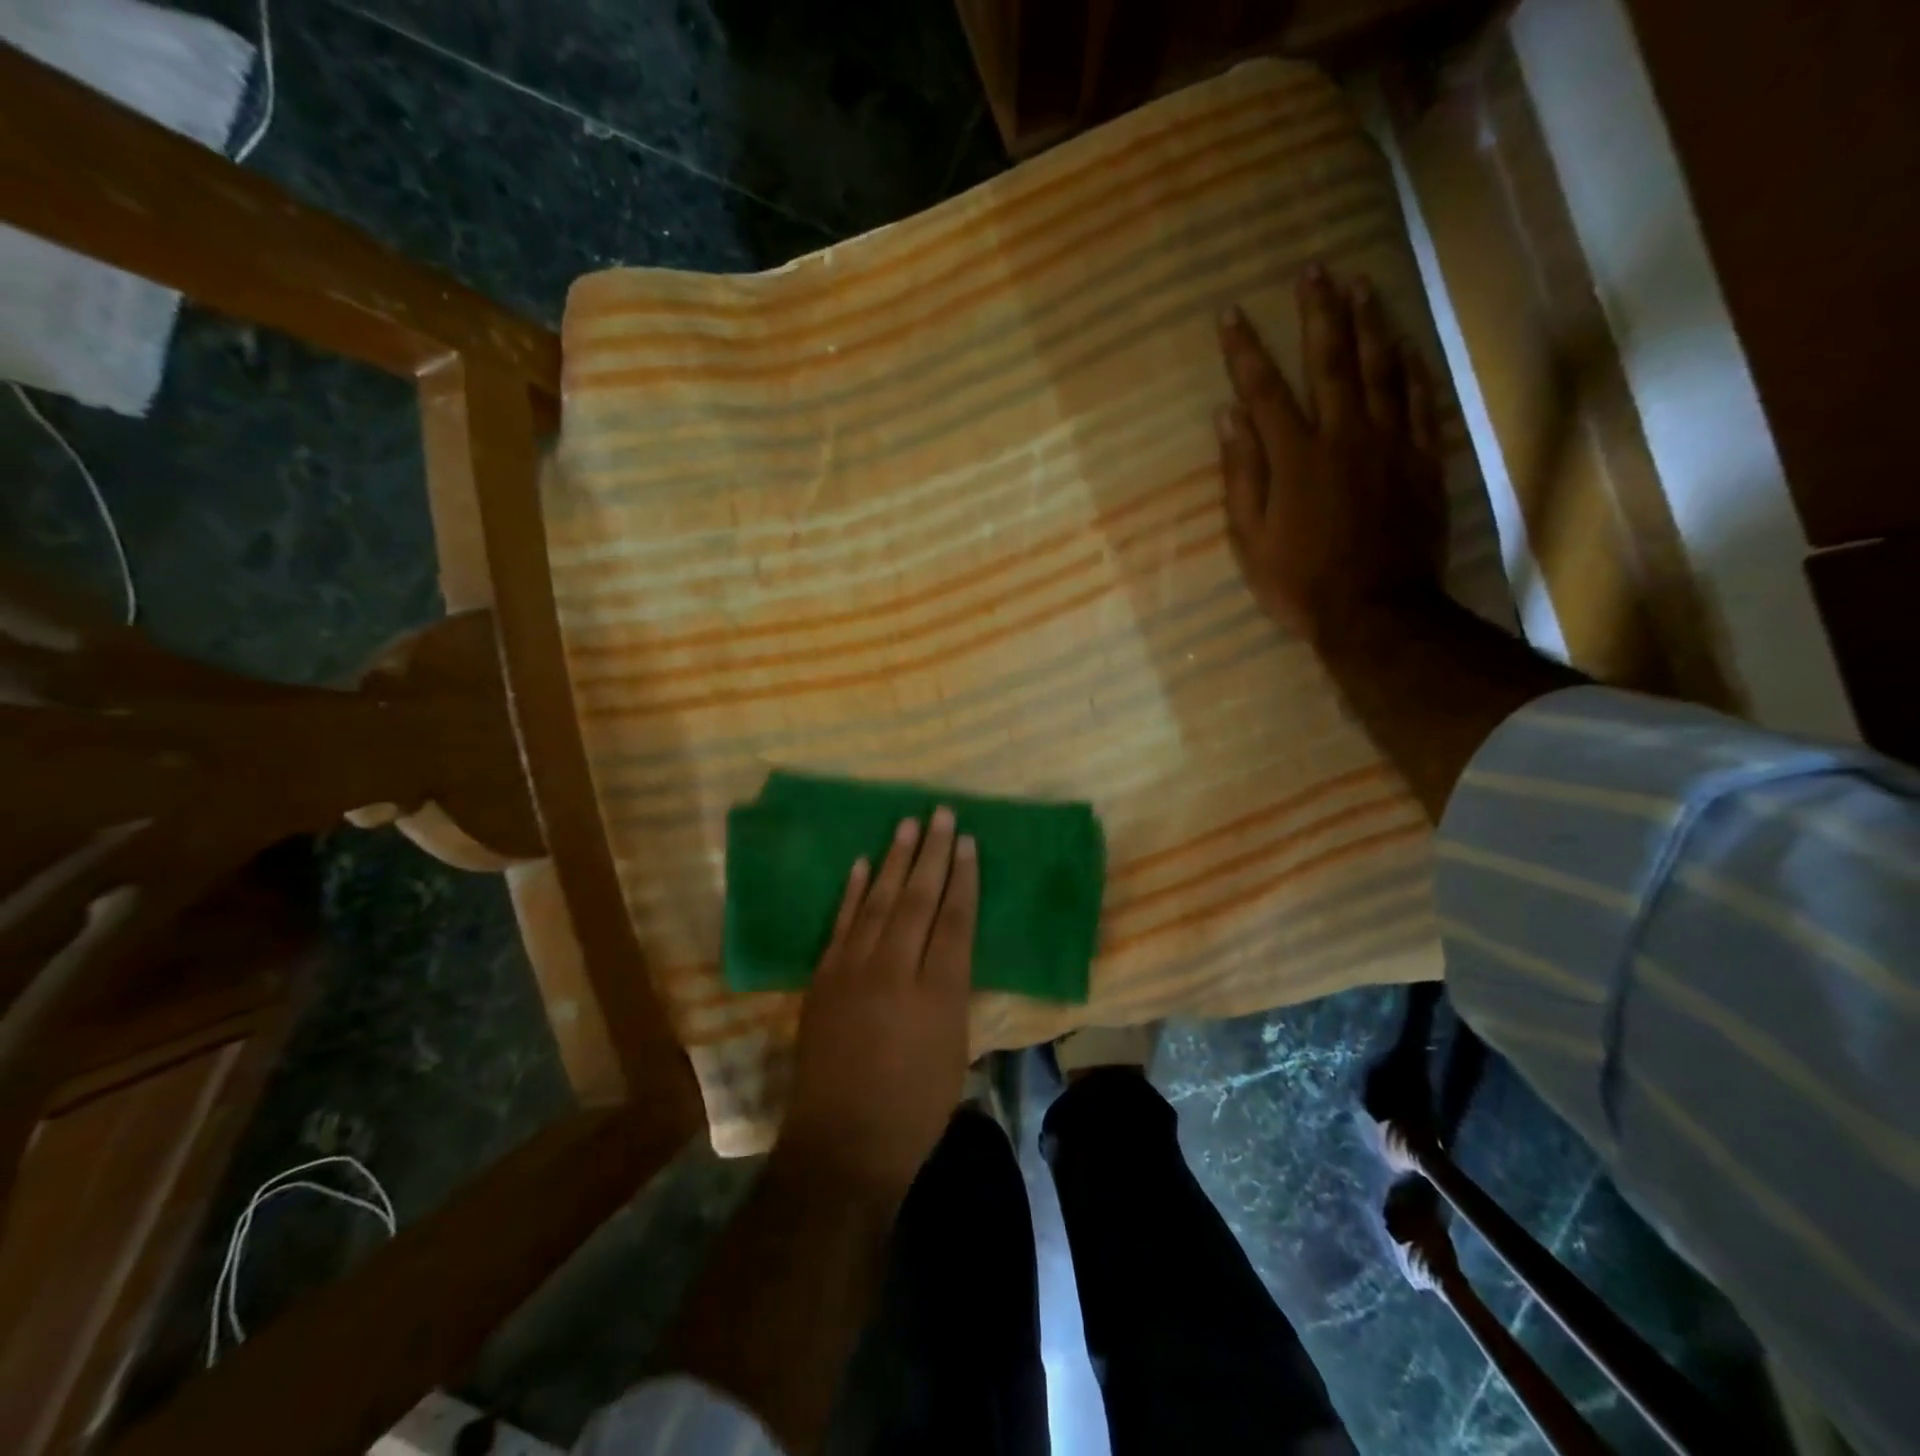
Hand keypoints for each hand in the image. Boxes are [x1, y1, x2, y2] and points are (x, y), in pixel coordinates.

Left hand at [777, 807, 977, 1201]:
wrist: (842, 1144)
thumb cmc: (914, 1108)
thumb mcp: (956, 1052)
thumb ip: (955, 994)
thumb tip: (951, 952)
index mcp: (938, 993)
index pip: (954, 920)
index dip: (962, 878)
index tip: (966, 842)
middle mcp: (895, 971)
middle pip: (917, 899)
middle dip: (931, 853)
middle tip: (940, 814)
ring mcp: (853, 971)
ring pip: (878, 901)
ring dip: (893, 860)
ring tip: (906, 825)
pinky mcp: (824, 978)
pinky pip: (841, 924)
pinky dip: (852, 892)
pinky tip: (861, 865)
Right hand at [1216, 266, 1447, 643]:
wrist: (1376, 611)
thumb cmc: (1300, 583)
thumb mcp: (1251, 539)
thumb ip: (1242, 475)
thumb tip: (1228, 417)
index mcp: (1296, 457)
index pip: (1265, 390)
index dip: (1245, 351)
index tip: (1231, 314)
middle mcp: (1345, 435)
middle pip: (1331, 361)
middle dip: (1318, 313)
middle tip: (1314, 271)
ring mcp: (1391, 444)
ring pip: (1383, 369)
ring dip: (1371, 323)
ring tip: (1363, 284)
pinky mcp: (1423, 460)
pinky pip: (1422, 401)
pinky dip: (1413, 368)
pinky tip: (1407, 344)